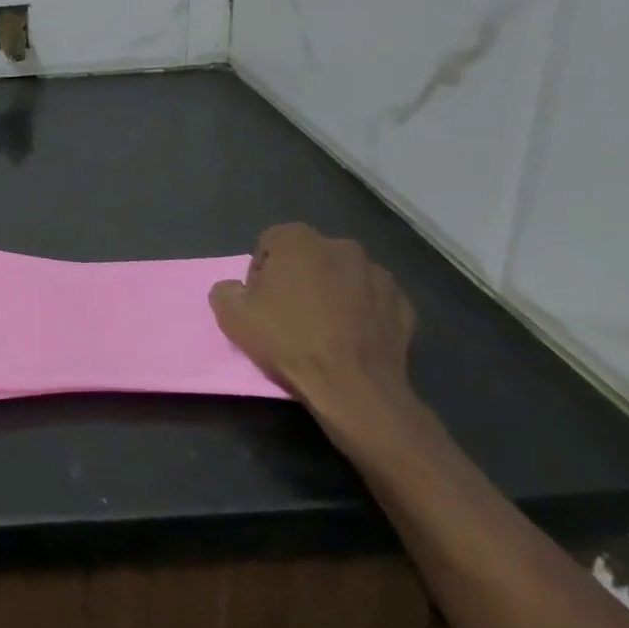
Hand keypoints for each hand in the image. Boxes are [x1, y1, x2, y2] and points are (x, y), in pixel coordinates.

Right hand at [208, 224, 416, 441]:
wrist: (353, 388)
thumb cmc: (288, 341)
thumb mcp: (231, 316)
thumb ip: (225, 290)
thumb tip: (236, 289)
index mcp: (297, 239)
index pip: (269, 244)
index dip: (261, 272)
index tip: (262, 302)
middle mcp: (340, 245)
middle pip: (309, 257)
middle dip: (300, 277)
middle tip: (291, 314)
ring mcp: (377, 273)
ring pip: (344, 276)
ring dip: (333, 293)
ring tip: (326, 329)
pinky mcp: (403, 303)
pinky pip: (373, 301)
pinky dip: (363, 312)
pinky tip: (353, 339)